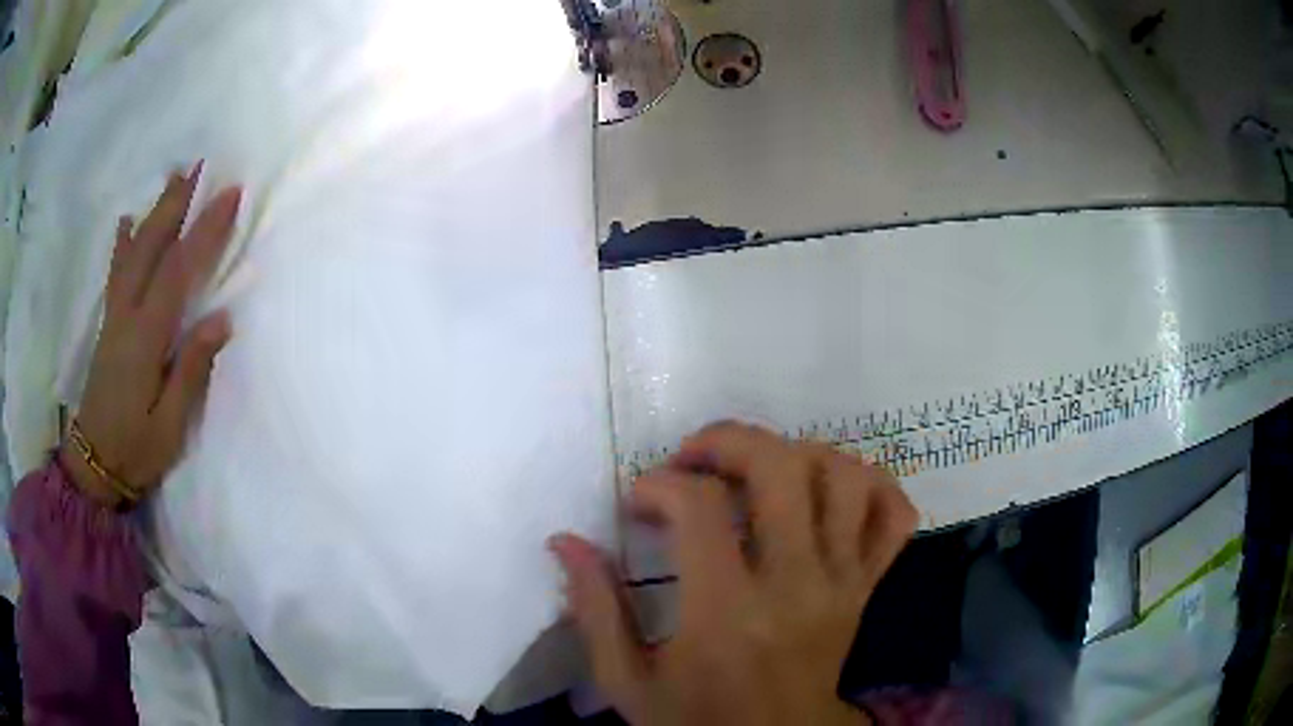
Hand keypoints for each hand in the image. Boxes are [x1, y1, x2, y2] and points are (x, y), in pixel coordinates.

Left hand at [60, 164, 240, 506]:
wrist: (93, 466)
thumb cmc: (135, 450)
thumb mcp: (170, 425)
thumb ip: (192, 370)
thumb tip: (221, 319)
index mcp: (146, 338)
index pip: (178, 272)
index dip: (205, 231)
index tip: (230, 195)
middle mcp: (128, 316)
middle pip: (152, 248)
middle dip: (176, 205)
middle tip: (199, 166)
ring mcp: (114, 317)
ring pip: (134, 252)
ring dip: (154, 213)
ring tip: (172, 179)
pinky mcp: (108, 325)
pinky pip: (116, 273)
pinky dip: (122, 243)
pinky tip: (127, 222)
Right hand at [552, 422, 917, 725]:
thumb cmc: (697, 719)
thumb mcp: (627, 682)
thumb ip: (594, 609)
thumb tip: (565, 540)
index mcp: (728, 613)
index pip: (701, 507)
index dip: (660, 484)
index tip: (638, 501)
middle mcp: (796, 585)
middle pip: (783, 468)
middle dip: (730, 441)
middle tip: (694, 458)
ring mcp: (843, 583)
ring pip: (846, 478)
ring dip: (800, 453)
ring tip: (759, 471)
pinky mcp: (868, 588)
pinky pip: (894, 516)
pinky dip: (872, 486)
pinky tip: (830, 491)